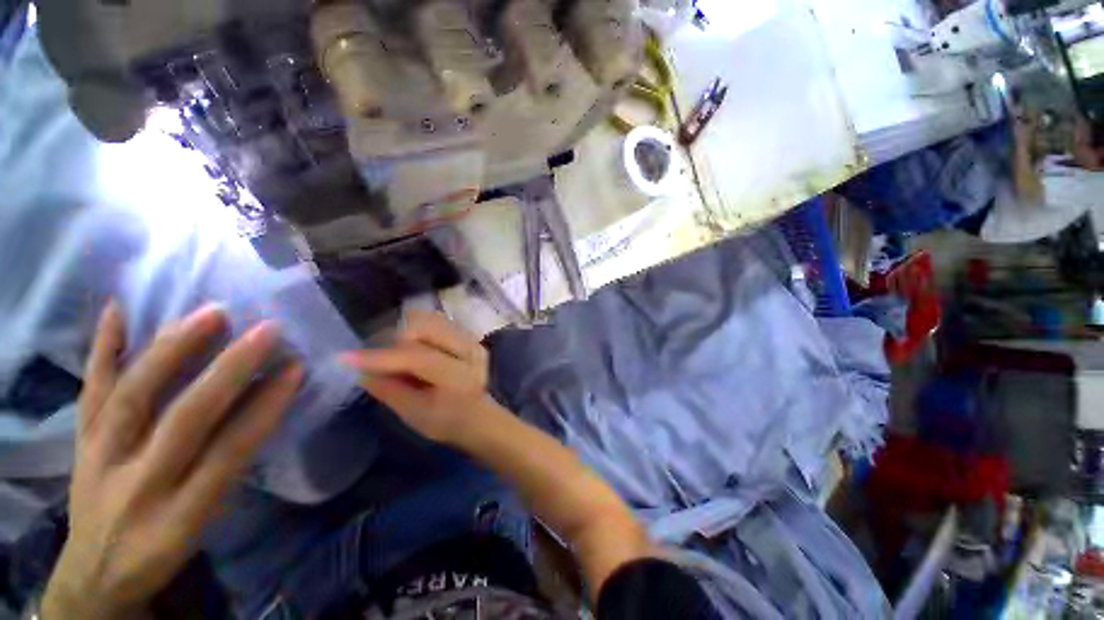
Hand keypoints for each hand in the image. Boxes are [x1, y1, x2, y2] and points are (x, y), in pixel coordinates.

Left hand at [43, 303, 302, 619]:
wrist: (95, 572)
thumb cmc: (163, 547)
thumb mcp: (204, 525)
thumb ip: (229, 469)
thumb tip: (263, 406)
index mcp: (180, 513)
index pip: (230, 450)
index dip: (265, 407)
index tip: (295, 368)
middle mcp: (138, 483)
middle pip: (184, 419)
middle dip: (228, 371)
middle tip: (264, 331)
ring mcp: (100, 458)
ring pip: (134, 396)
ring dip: (172, 350)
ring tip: (209, 314)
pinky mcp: (79, 441)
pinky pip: (90, 390)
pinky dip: (101, 348)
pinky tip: (116, 311)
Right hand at [339, 310, 494, 445]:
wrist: (479, 415)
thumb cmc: (446, 421)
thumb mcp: (414, 414)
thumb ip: (389, 390)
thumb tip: (361, 371)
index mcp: (459, 375)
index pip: (418, 358)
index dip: (381, 357)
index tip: (346, 358)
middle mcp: (469, 350)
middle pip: (425, 327)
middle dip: (395, 339)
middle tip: (383, 358)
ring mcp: (471, 339)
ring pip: (431, 319)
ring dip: (406, 331)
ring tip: (399, 353)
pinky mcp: (468, 335)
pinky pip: (438, 321)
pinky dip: (418, 329)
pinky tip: (414, 346)